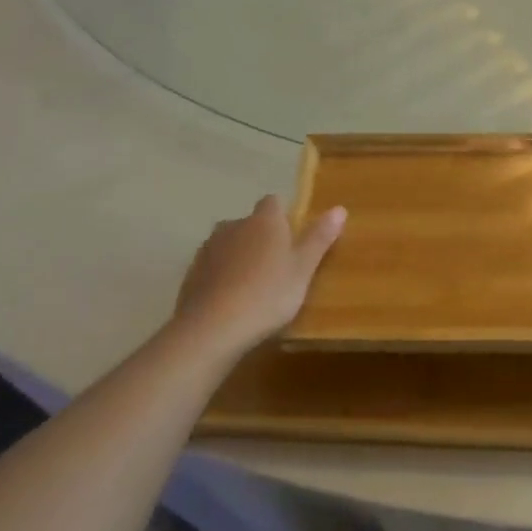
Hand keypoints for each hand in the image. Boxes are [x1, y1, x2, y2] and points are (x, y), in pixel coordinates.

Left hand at [172, 196, 345, 353]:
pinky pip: (214, 267)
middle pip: (250, 224)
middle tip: (278, 266)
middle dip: (261, 238)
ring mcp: (208, 249)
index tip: (293, 237)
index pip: (273, 202)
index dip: (283, 216)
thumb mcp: (303, 269)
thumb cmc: (268, 294)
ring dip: (240, 256)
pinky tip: (232, 300)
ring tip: (255, 286)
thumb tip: (339, 208)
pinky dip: (223, 276)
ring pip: (230, 244)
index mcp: (264, 220)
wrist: (213, 328)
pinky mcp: (191, 273)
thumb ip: (319, 238)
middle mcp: (233, 225)